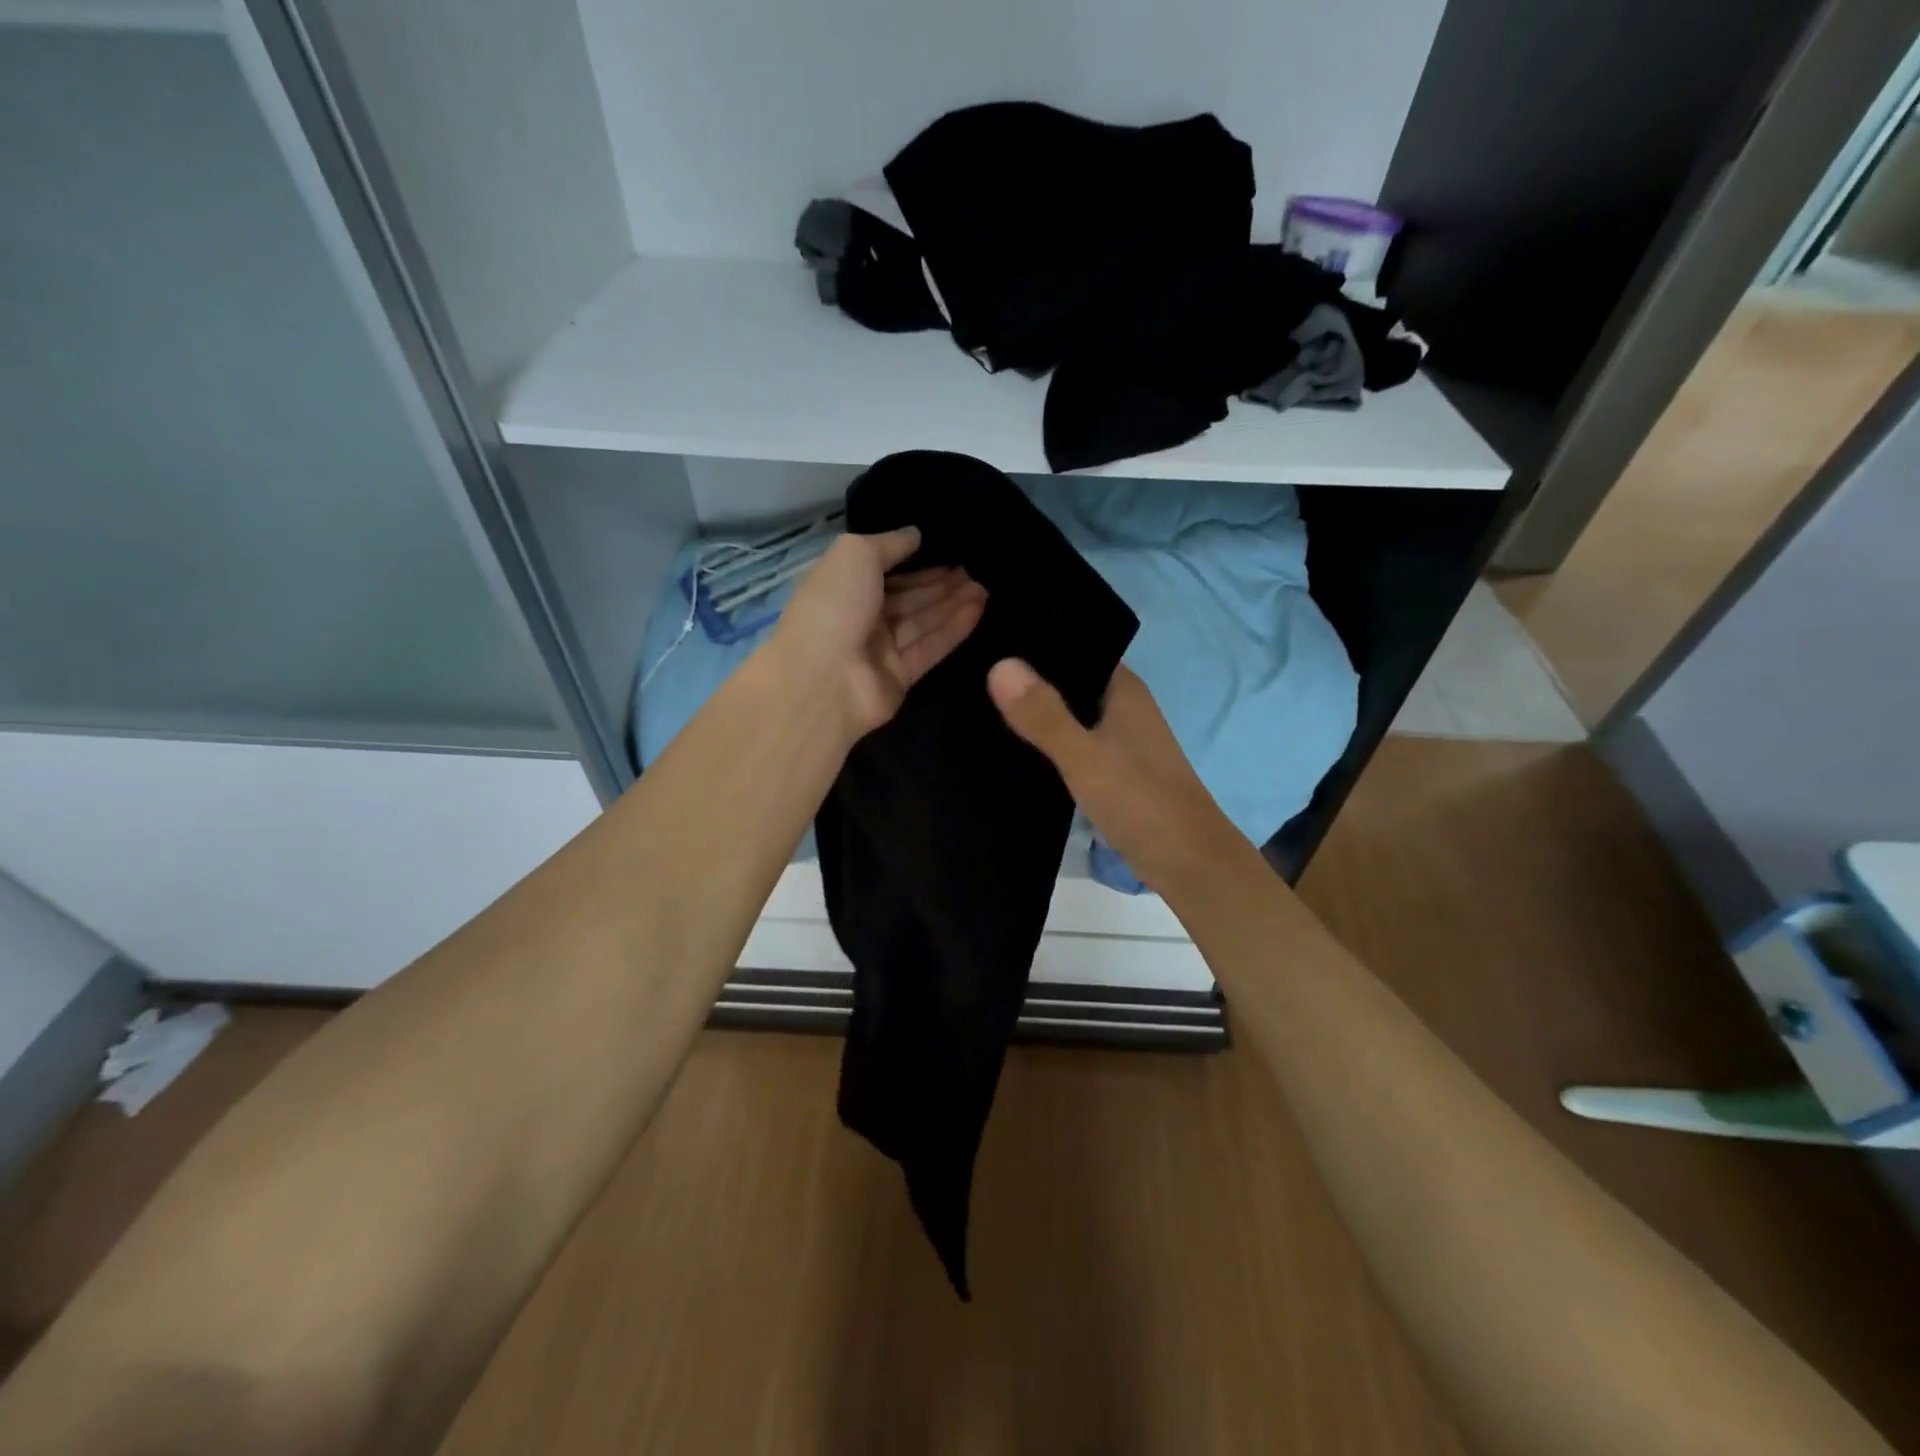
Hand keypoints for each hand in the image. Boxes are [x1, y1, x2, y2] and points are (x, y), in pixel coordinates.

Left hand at [776, 527, 987, 735]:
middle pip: (908, 596)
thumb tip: (916, 534)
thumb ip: (889, 543)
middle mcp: (861, 616)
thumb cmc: (834, 605)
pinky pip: (931, 646)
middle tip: (977, 567)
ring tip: (985, 584)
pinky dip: (954, 627)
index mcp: (843, 586)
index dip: (916, 560)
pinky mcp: (901, 676)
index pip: (884, 570)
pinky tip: (978, 607)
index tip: (949, 548)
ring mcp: (880, 650)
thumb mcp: (856, 554)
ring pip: (923, 620)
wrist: (823, 678)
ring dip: (953, 602)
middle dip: (940, 582)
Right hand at [987, 660, 1244, 894]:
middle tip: (966, 670)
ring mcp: (1117, 737)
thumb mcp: (1085, 758)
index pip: (1072, 645)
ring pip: (1066, 712)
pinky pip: (1070, 741)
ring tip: (976, 703)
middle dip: (1025, 678)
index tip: (980, 637)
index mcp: (1122, 688)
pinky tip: (1009, 745)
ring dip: (1034, 712)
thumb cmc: (1141, 803)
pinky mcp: (1110, 767)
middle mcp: (1121, 705)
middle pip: (1065, 679)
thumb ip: (1044, 716)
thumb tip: (998, 664)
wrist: (1187, 864)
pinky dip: (1044, 741)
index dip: (1031, 640)